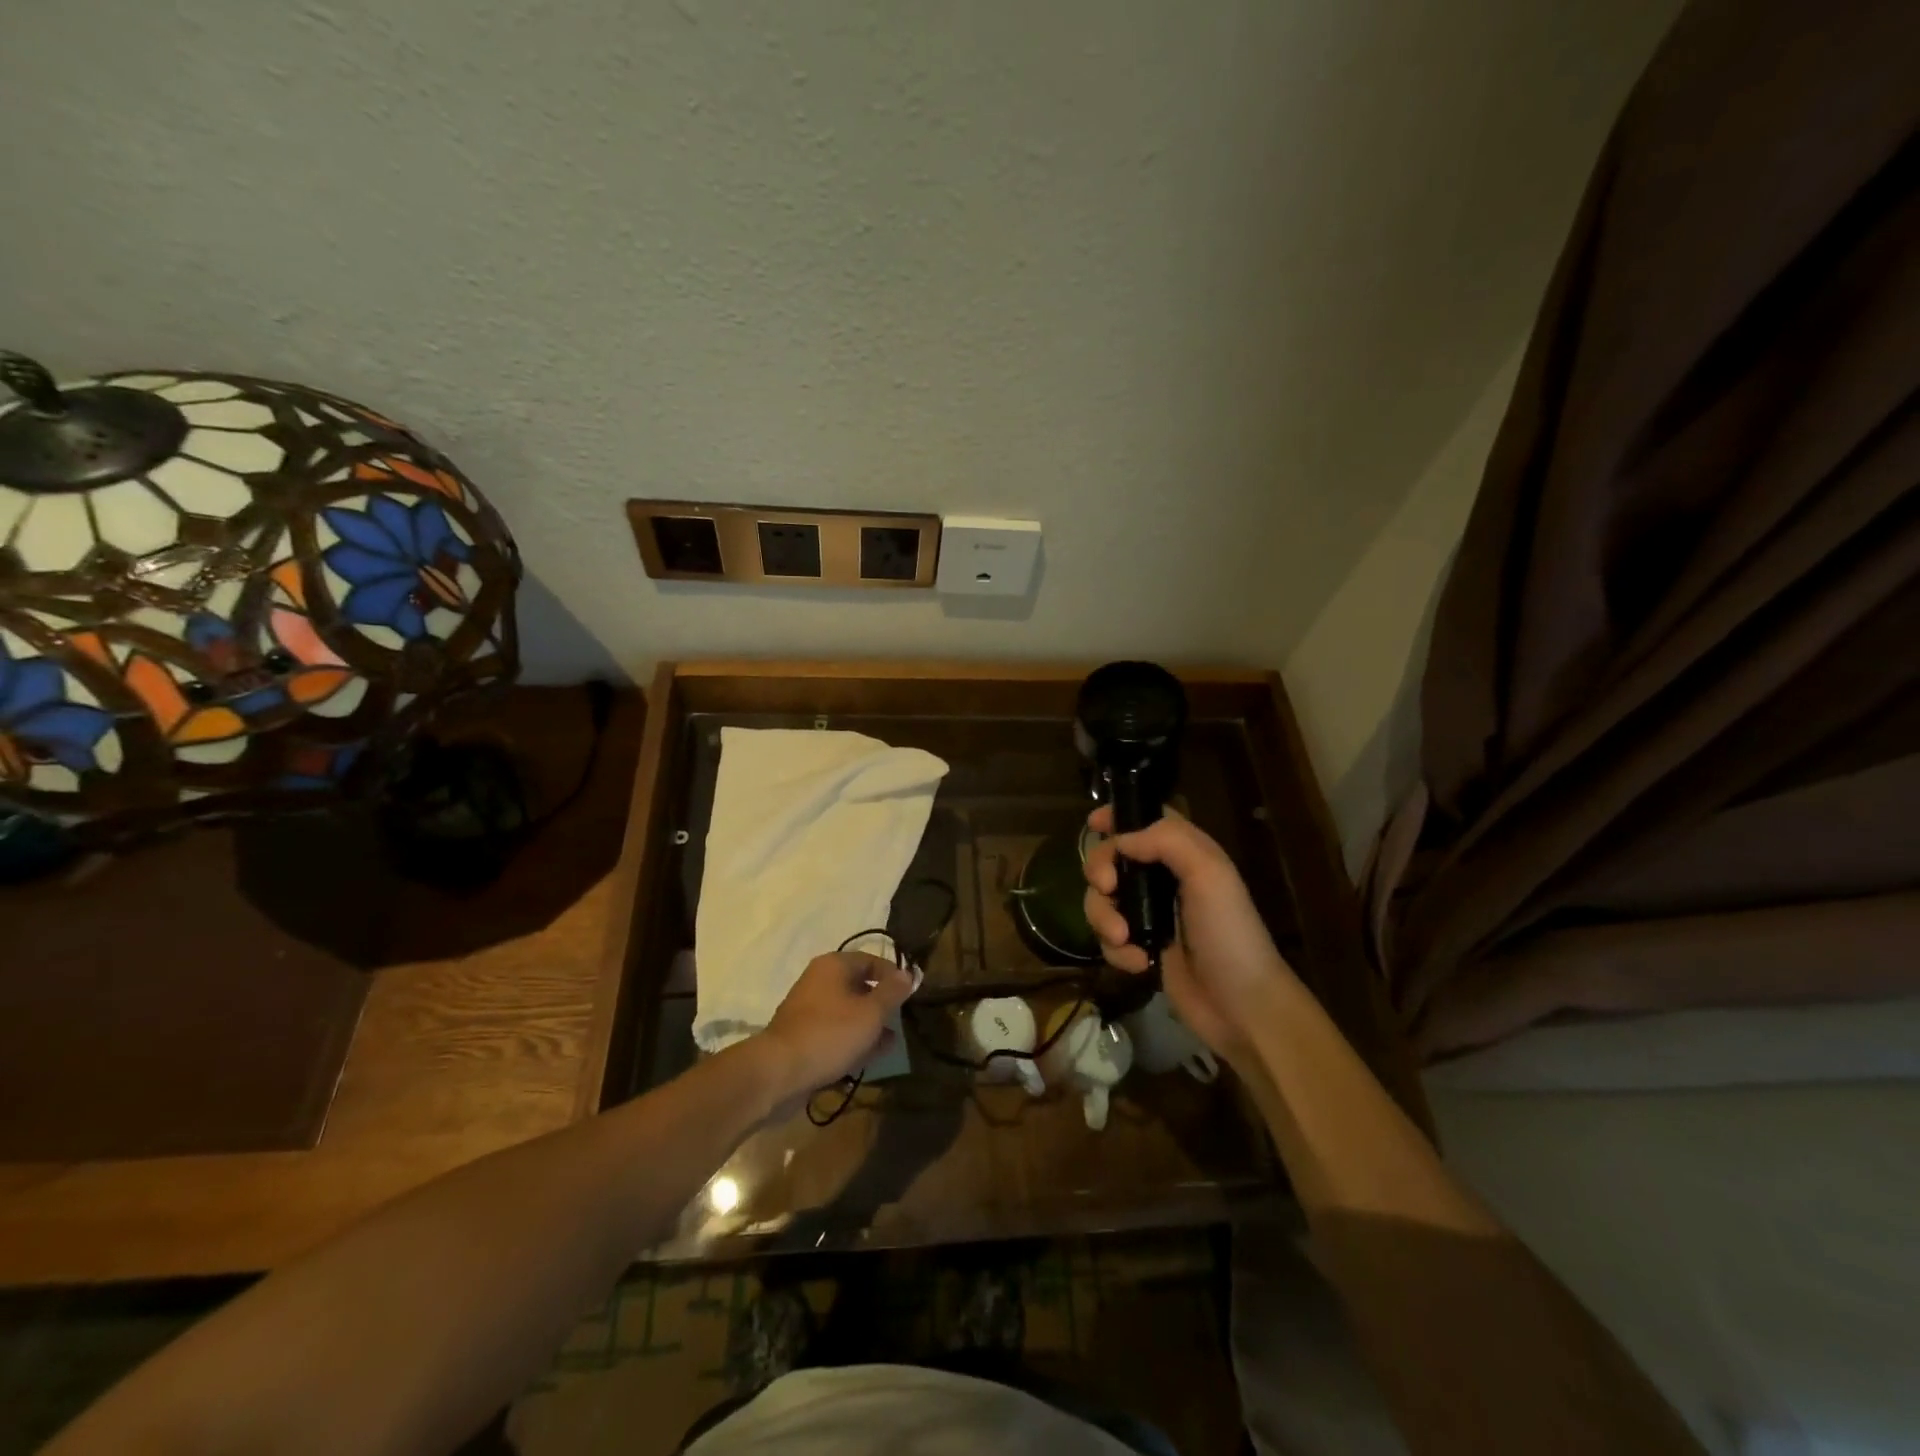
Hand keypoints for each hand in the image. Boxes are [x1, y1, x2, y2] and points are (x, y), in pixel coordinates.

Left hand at [757, 951, 917, 1106]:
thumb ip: (892, 992)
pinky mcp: (802, 1034)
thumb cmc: (830, 1033)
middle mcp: (818, 980)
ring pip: (847, 1011)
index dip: (893, 976)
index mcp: (833, 965)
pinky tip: (865, 1058)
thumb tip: (908, 974)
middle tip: (899, 1022)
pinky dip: (850, 1039)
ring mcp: (807, 1008)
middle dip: (880, 1004)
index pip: (871, 960)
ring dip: (867, 1025)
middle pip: (858, 986)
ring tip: (887, 1044)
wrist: (779, 1072)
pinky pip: (833, 1030)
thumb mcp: (871, 1012)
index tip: (909, 996)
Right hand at [1082, 806, 1297, 1062]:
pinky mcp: (1139, 948)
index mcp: (1184, 855)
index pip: (1145, 821)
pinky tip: (1139, 963)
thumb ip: (1166, 840)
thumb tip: (1119, 839)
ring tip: (1123, 938)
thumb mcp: (1209, 874)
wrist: (1242, 1007)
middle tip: (1107, 887)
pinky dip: (1116, 950)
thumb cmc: (1229, 933)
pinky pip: (1107, 938)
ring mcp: (1149, 916)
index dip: (1118, 817)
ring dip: (1104, 917)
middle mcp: (1163, 880)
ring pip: (1101, 900)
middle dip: (1100, 871)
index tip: (1093, 823)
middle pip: (1111, 859)